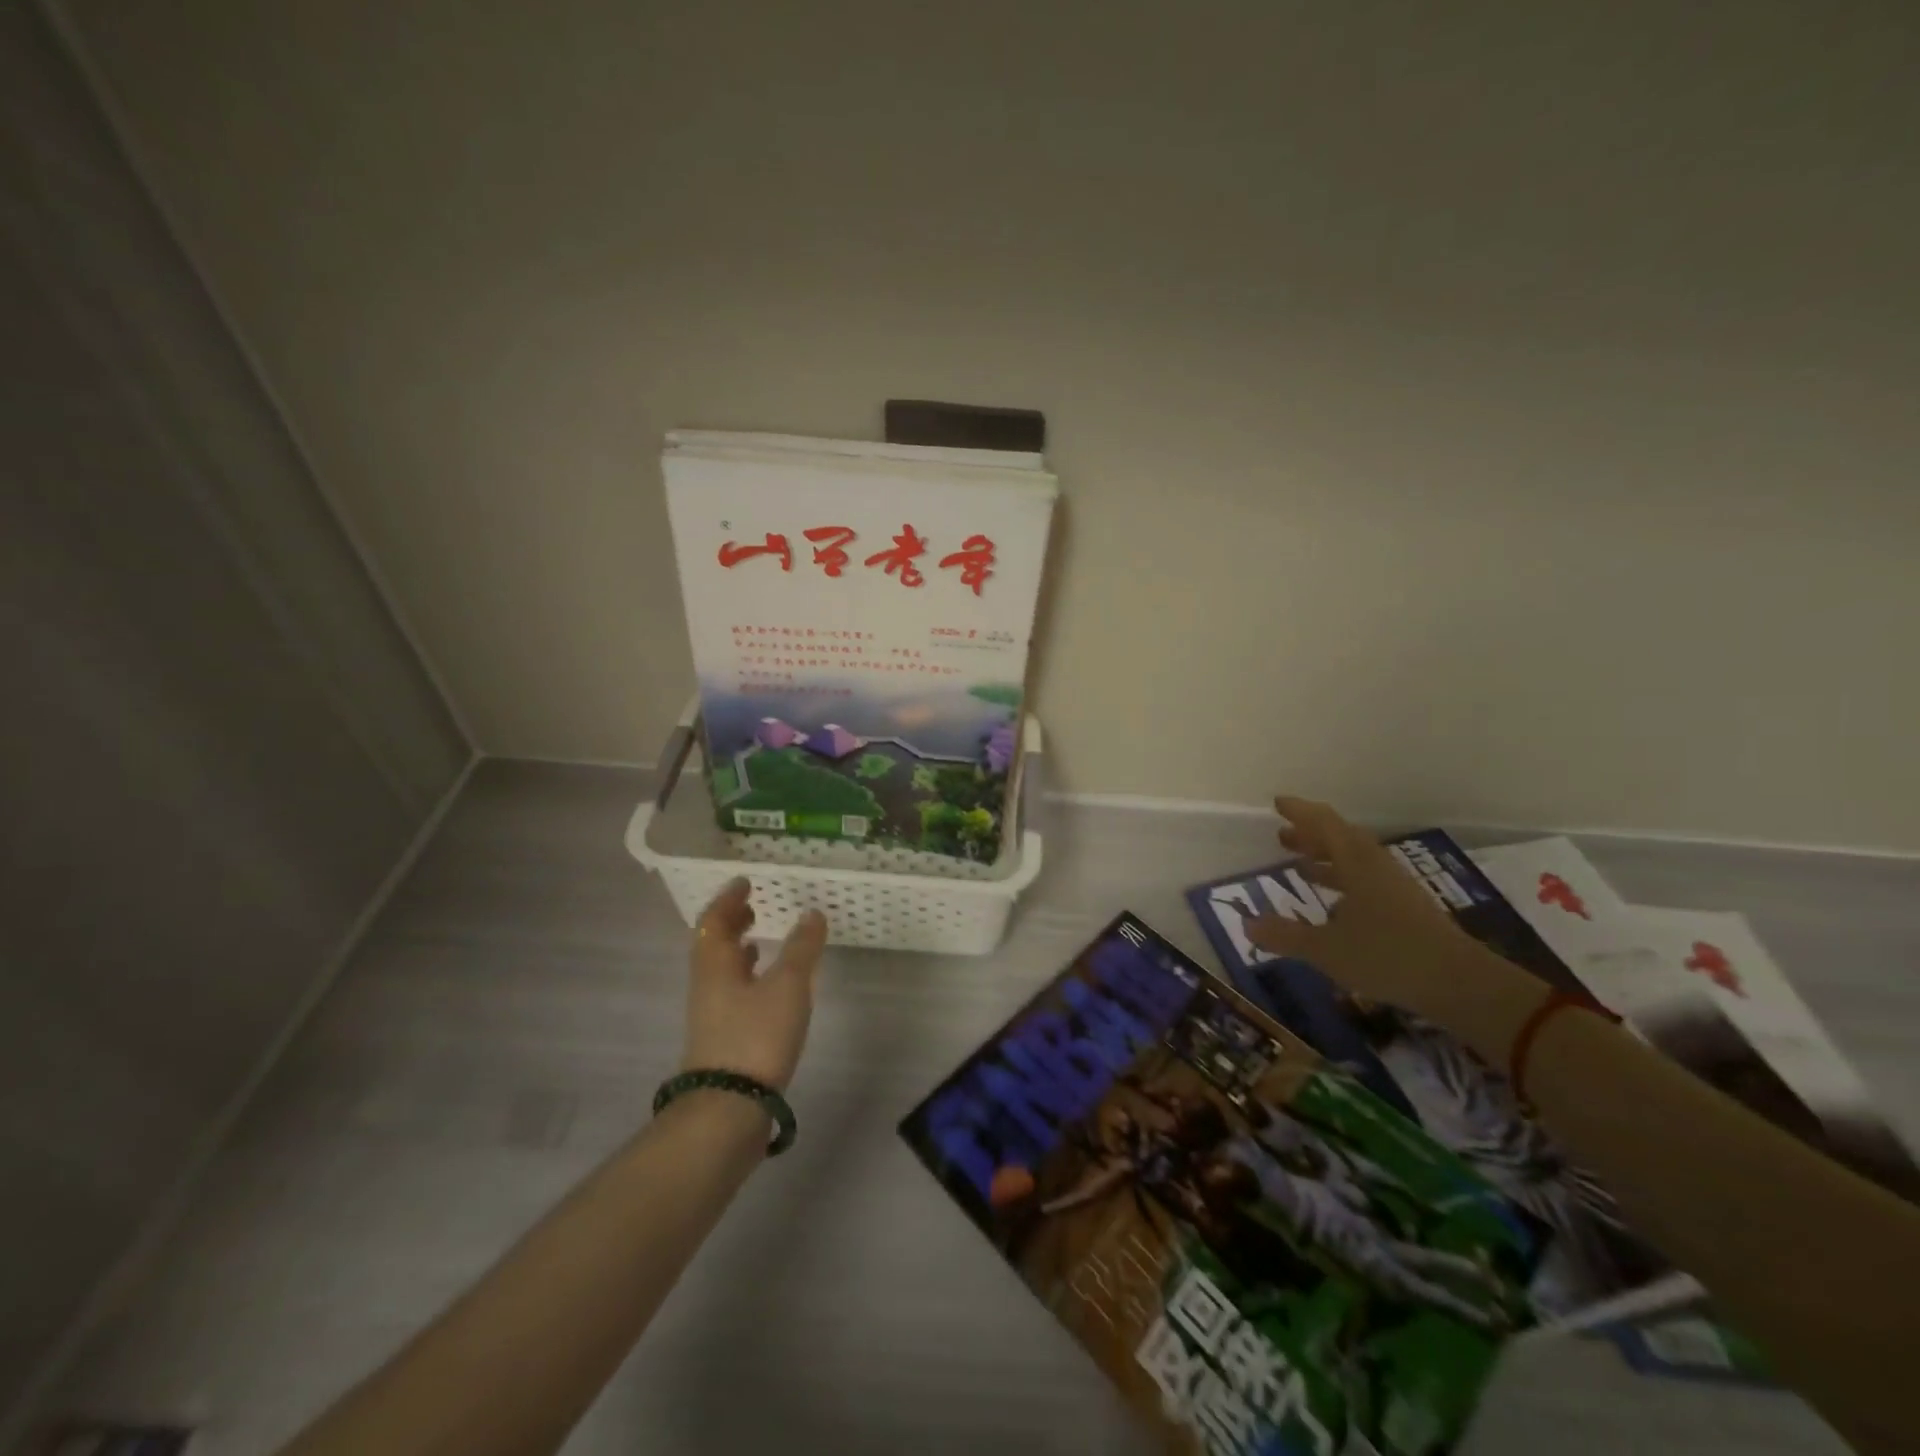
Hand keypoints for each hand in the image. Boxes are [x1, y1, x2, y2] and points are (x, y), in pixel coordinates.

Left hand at [681, 878, 827, 1090]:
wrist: (729, 1108)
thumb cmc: (756, 1036)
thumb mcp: (788, 986)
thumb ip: (801, 948)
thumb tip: (812, 912)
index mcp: (715, 964)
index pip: (714, 920)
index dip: (729, 899)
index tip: (745, 882)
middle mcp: (707, 984)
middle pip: (713, 944)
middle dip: (731, 922)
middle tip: (753, 906)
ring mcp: (712, 1014)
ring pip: (721, 969)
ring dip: (737, 949)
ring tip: (759, 939)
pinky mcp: (722, 1037)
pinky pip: (730, 992)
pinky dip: (746, 977)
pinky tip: (765, 986)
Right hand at [1244, 796, 1523, 1031]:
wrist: (1461, 984)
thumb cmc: (1387, 956)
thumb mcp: (1325, 949)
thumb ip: (1285, 936)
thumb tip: (1247, 923)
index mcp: (1355, 863)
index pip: (1323, 824)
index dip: (1300, 811)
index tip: (1278, 803)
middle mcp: (1375, 867)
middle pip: (1341, 838)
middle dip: (1310, 835)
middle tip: (1282, 836)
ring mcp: (1395, 888)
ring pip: (1355, 860)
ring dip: (1326, 858)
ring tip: (1301, 866)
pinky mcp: (1407, 909)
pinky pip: (1367, 881)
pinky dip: (1344, 881)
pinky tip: (1334, 905)